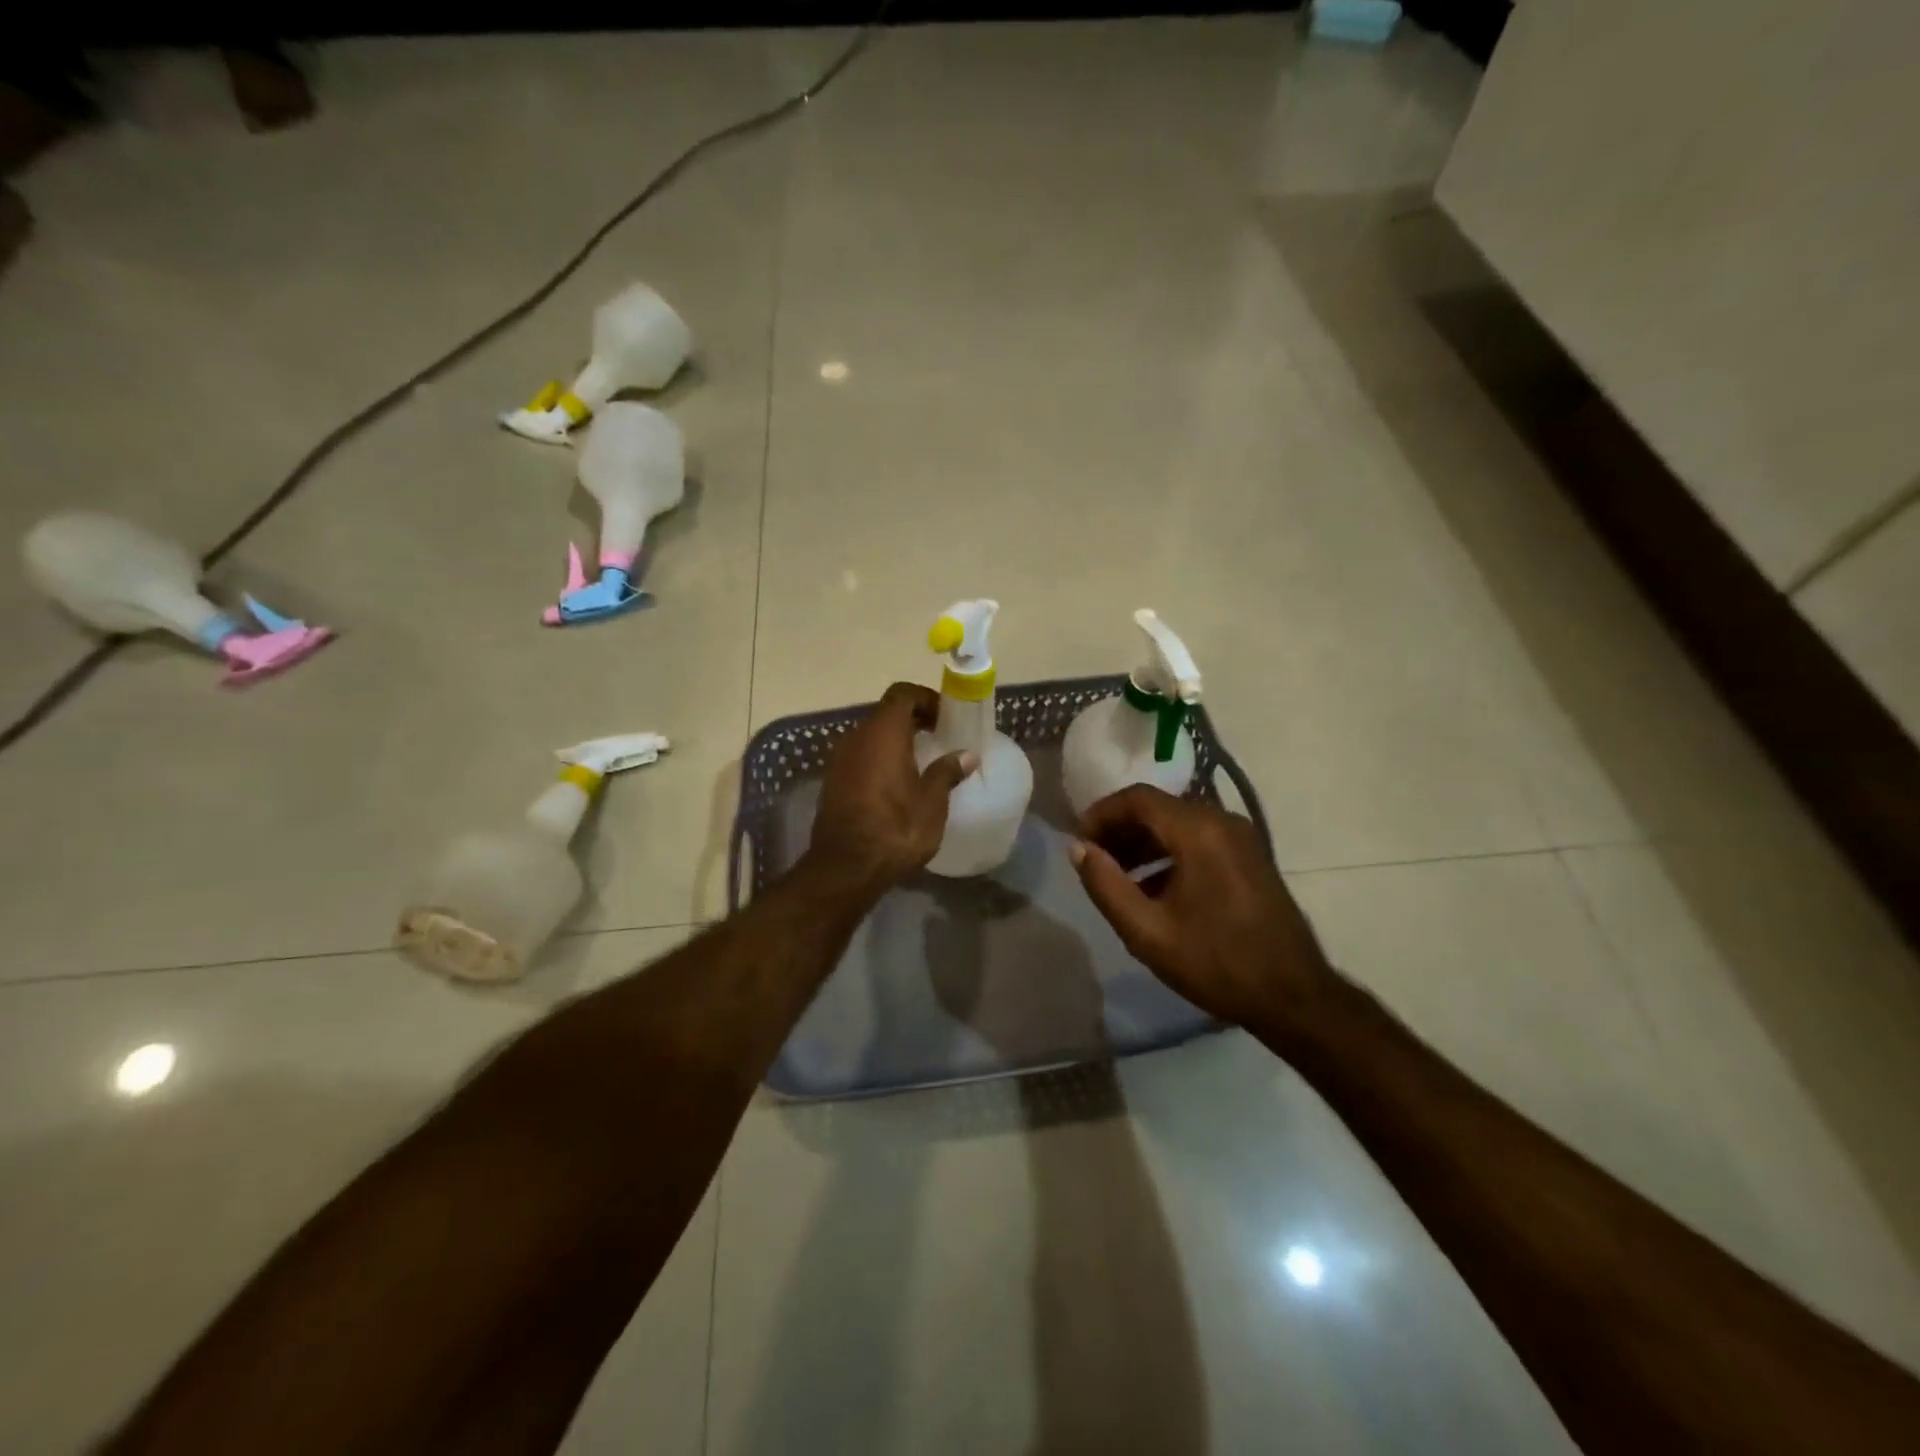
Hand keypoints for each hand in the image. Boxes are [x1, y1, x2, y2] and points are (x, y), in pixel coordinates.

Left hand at [804, 682, 975, 895]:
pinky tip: (896, 784)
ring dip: (894, 741)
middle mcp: (857, 737)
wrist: (845, 867)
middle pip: (885, 713)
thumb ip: (946, 773)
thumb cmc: (895, 829)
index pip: (902, 694)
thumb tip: (966, 755)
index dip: (925, 699)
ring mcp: (839, 759)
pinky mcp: (832, 780)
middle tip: (938, 738)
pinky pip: (860, 756)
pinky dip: (879, 759)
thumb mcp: (931, 803)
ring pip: (871, 735)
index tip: (945, 718)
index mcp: (883, 733)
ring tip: (920, 762)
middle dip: (912, 720)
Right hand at [1070, 786, 1333, 1032]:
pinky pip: (1198, 839)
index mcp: (1199, 831)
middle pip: (1158, 808)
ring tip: (1115, 875)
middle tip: (1092, 859)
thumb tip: (1078, 849)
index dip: (1101, 813)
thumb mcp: (1148, 931)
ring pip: (1177, 824)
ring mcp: (1241, 838)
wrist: (1294, 996)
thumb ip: (1106, 885)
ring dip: (1142, 842)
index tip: (1078, 841)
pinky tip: (1150, 887)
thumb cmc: (1217, 963)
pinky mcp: (1249, 856)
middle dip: (1120, 829)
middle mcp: (1222, 821)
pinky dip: (1168, 853)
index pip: (1138, 798)